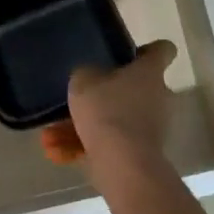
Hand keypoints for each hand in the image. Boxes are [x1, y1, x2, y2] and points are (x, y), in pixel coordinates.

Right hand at [67, 40, 178, 163]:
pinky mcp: (140, 153)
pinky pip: (109, 144)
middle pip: (134, 89)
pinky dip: (85, 148)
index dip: (149, 50)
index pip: (163, 50)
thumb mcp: (83, 81)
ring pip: (114, 120)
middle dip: (105, 95)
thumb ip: (85, 73)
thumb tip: (90, 75)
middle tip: (78, 99)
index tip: (131, 54)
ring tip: (51, 136)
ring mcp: (151, 127)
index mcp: (149, 72)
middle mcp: (157, 97)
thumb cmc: (106, 110)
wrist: (123, 163)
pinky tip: (56, 154)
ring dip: (84, 127)